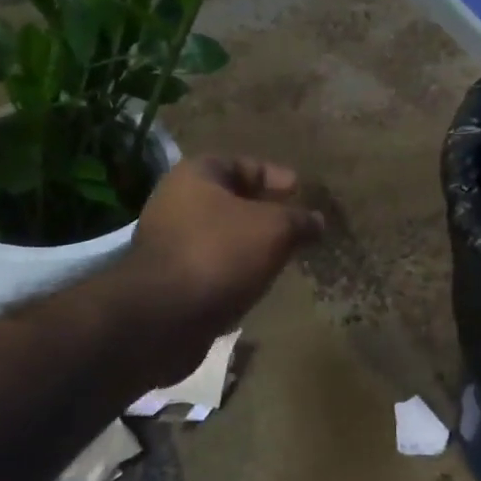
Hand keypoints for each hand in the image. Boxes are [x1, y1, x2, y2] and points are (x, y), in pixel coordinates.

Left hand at [120, 156, 322, 381]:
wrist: (163, 316)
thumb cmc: (220, 253)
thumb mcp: (273, 229)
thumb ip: (298, 221)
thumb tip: (317, 221)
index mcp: (195, 175)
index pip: (241, 164)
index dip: (274, 175)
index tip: (299, 189)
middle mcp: (176, 203)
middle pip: (229, 201)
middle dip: (263, 212)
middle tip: (294, 224)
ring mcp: (168, 243)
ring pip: (220, 236)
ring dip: (249, 244)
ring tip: (281, 255)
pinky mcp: (168, 281)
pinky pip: (211, 266)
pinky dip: (234, 270)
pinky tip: (256, 282)